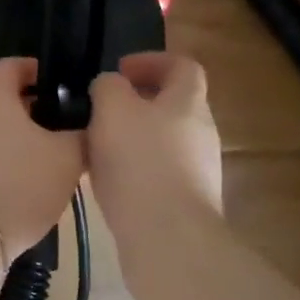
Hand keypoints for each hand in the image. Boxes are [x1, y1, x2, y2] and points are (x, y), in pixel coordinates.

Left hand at [0, 58, 84, 256]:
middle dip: (33, 111)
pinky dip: (2, 165)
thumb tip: (86, 124)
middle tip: (64, 129)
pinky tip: (23, 189)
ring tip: (50, 163)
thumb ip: (80, 135)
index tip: (61, 85)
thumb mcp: (66, 159)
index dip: (37, 69)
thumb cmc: (17, 184)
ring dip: (19, 142)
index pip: (11, 65)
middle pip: (2, 101)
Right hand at [87, 52, 224, 233]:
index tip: (119, 71)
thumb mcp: (112, 108)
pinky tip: (108, 182)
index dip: (152, 61)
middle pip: (173, 104)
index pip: (182, 66)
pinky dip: (135, 169)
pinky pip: (159, 172)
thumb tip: (111, 86)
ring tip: (97, 147)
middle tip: (102, 109)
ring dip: (132, 137)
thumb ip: (108, 86)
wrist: (168, 238)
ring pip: (163, 140)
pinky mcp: (188, 202)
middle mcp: (201, 132)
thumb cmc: (140, 162)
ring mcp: (199, 170)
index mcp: (188, 102)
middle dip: (137, 102)